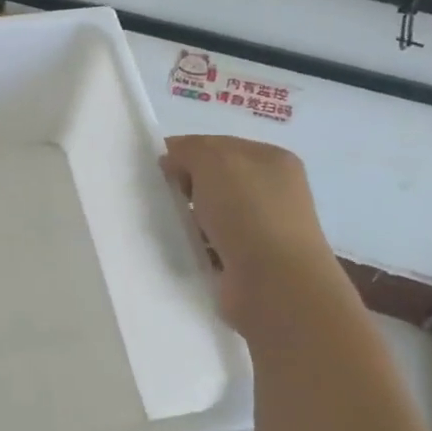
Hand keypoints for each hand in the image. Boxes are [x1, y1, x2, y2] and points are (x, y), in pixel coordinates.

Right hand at [161, 135, 336, 336]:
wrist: (274, 284)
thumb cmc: (248, 212)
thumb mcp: (214, 161)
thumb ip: (189, 150)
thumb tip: (173, 160)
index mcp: (272, 160)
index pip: (219, 146)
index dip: (186, 152)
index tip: (158, 168)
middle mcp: (273, 192)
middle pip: (215, 180)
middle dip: (186, 187)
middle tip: (161, 198)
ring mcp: (264, 229)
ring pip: (212, 215)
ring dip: (188, 219)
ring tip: (166, 227)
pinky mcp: (249, 263)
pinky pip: (211, 246)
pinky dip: (195, 247)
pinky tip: (181, 251)